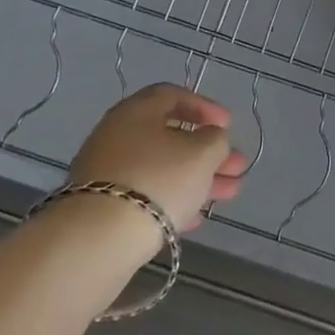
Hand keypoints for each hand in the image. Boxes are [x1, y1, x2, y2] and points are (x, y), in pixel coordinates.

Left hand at [64, 83, 248, 240]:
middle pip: (170, 136)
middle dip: (208, 151)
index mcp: (136, 111)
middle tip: (236, 166)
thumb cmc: (158, 180)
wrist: (98, 239)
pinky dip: (171, 199)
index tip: (228, 125)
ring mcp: (105, 171)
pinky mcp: (100, 206)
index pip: (173, 95)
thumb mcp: (202, 153)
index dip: (205, 107)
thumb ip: (215, 139)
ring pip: (160, 168)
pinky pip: (144, 194)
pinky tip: (194, 217)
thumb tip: (210, 138)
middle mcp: (116, 135)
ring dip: (196, 178)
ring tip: (228, 194)